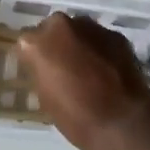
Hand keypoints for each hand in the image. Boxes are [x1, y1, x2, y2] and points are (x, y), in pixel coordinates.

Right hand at [19, 12, 149, 149]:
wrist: (122, 123)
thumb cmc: (76, 118)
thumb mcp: (45, 97)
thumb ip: (42, 71)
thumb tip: (49, 66)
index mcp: (36, 43)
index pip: (27, 42)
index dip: (35, 57)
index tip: (43, 71)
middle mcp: (60, 25)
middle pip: (53, 28)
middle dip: (57, 43)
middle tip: (65, 67)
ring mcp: (90, 27)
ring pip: (79, 30)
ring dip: (80, 43)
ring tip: (90, 69)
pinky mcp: (115, 34)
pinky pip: (101, 39)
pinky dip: (101, 50)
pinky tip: (109, 70)